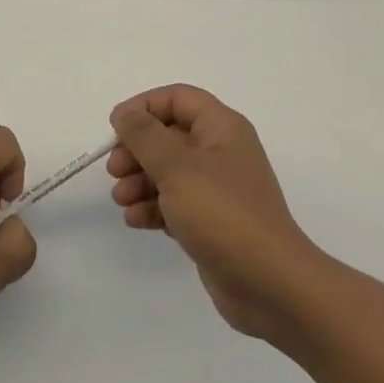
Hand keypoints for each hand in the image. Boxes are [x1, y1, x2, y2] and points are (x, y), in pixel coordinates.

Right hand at [108, 85, 317, 339]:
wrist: (269, 284)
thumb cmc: (222, 213)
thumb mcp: (176, 167)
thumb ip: (144, 135)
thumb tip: (125, 114)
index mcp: (222, 128)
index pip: (178, 98)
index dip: (144, 107)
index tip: (115, 127)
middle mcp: (220, 152)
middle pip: (168, 136)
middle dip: (137, 151)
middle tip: (115, 170)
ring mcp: (216, 189)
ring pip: (168, 172)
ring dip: (139, 181)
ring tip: (121, 200)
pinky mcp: (210, 221)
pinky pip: (174, 203)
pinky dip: (152, 207)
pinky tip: (135, 220)